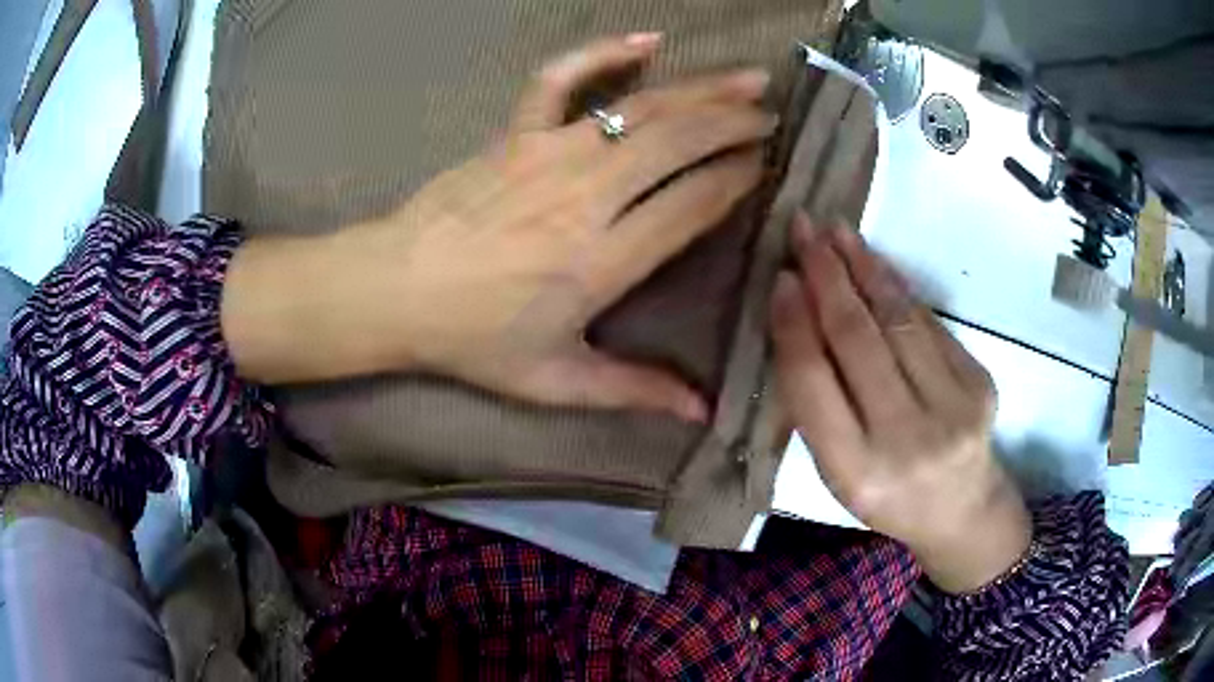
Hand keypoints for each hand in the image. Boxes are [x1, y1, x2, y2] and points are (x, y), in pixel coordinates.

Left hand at [221, 35, 774, 421]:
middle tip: (772, 117)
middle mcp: (586, 195)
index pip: (692, 203)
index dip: (736, 180)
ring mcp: (547, 152)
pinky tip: (647, 39)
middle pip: (678, 141)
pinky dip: (603, 52)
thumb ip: (632, 391)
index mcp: (601, 260)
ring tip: (747, 79)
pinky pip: (562, 78)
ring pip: (640, 107)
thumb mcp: (553, 380)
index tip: (767, 168)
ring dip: (701, 89)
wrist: (393, 290)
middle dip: (734, 124)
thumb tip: (702, 414)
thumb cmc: (471, 339)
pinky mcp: (515, 132)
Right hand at [770, 213, 1030, 592]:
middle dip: (826, 276)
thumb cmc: (887, 496)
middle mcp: (906, 438)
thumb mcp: (837, 471)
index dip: (794, 323)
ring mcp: (952, 407)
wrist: (962, 510)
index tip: (779, 278)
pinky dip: (897, 287)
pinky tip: (875, 263)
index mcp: (855, 471)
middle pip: (858, 340)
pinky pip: (928, 323)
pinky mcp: (979, 382)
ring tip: (836, 231)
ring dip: (864, 267)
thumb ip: (817, 404)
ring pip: (898, 319)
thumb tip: (797, 315)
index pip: (814, 382)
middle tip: (803, 229)